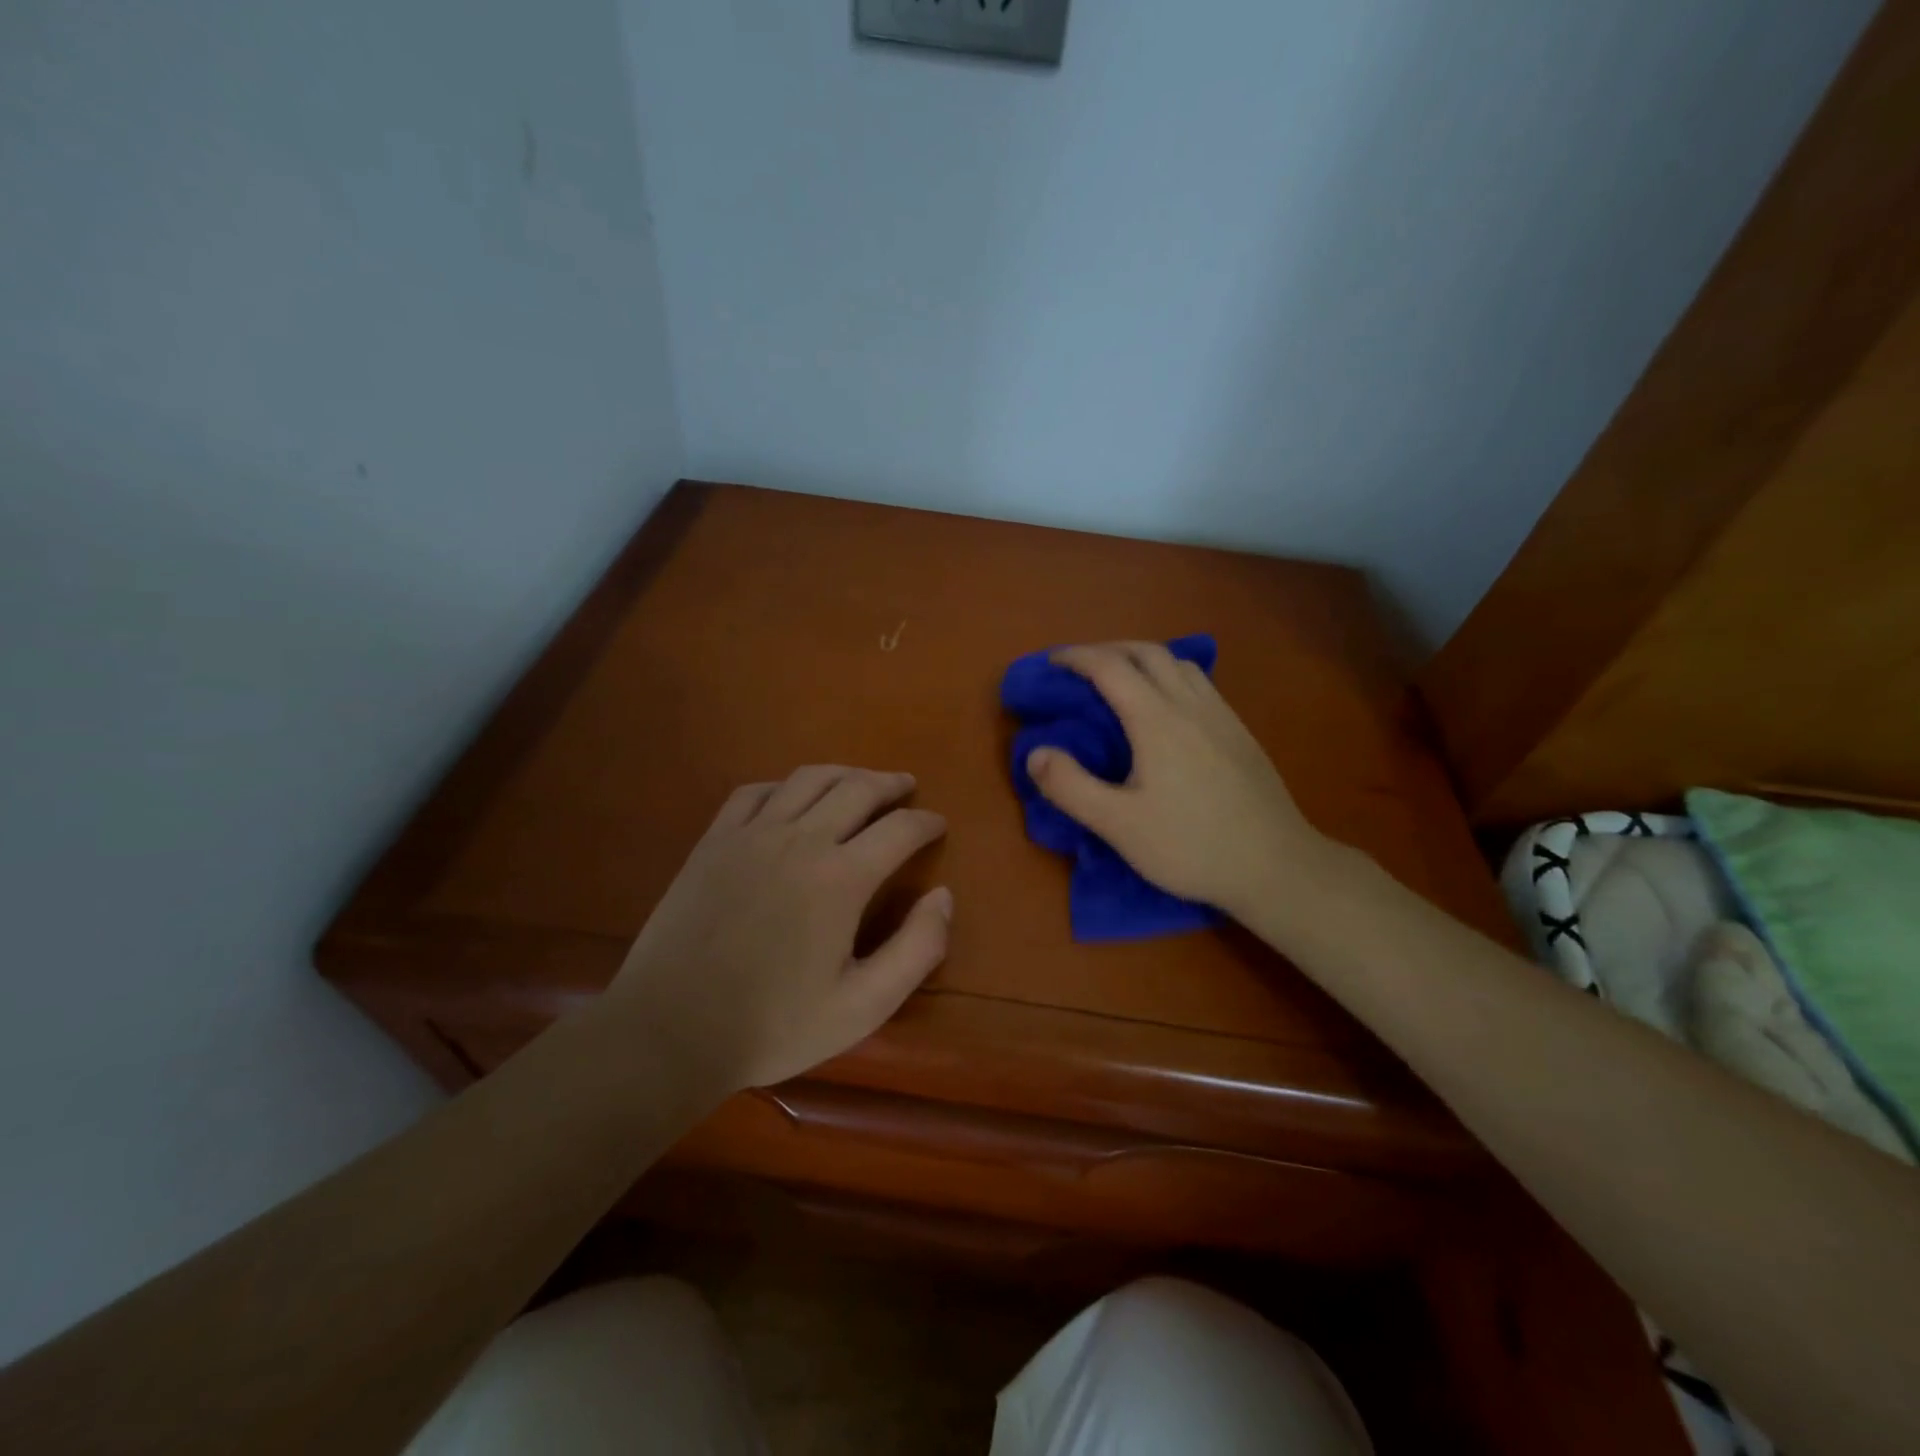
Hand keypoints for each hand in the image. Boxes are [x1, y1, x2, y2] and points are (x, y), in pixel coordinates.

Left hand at [604, 766, 950, 1089]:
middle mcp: (801, 840)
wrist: (670, 1031)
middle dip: (890, 783)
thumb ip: (917, 950)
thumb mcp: (863, 1006)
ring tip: (860, 780)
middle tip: (907, 787)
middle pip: (857, 788)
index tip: (939, 824)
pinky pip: (755, 792)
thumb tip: (944, 896)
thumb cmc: (774, 1025)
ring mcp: (751, 835)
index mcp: (841, 878)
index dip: (926, 823)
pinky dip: (784, 785)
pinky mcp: (713, 841)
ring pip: (808, 779)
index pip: (900, 829)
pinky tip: (791, 796)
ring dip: (844, 773)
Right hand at [1025, 642, 1326, 919]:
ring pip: (1178, 662)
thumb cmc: (1191, 846)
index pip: (1110, 667)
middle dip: (1107, 649)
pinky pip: (1199, 682)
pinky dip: (1169, 674)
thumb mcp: (1119, 825)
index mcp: (1157, 720)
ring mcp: (1221, 715)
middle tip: (1079, 668)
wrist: (1277, 866)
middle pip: (1146, 652)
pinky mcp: (1240, 732)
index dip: (1075, 657)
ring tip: (1120, 679)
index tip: (1049, 663)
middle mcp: (1190, 704)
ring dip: (1141, 657)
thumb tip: (1035, 752)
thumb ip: (1070, 787)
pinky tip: (1166, 706)